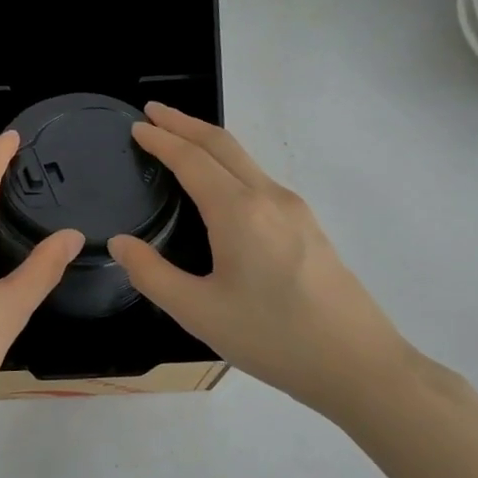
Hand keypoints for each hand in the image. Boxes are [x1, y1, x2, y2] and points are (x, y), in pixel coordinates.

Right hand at [107, 104, 418, 419]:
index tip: (136, 126)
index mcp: (239, 212)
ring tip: (179, 142)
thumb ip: (151, 274)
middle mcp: (269, 198)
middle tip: (153, 113)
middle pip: (222, 145)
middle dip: (185, 124)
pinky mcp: (308, 226)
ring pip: (244, 160)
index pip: (191, 159)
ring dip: (208, 143)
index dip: (161, 140)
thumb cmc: (272, 338)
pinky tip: (218, 186)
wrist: (357, 364)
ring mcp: (295, 210)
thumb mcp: (198, 312)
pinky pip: (259, 179)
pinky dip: (228, 166)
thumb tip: (120, 243)